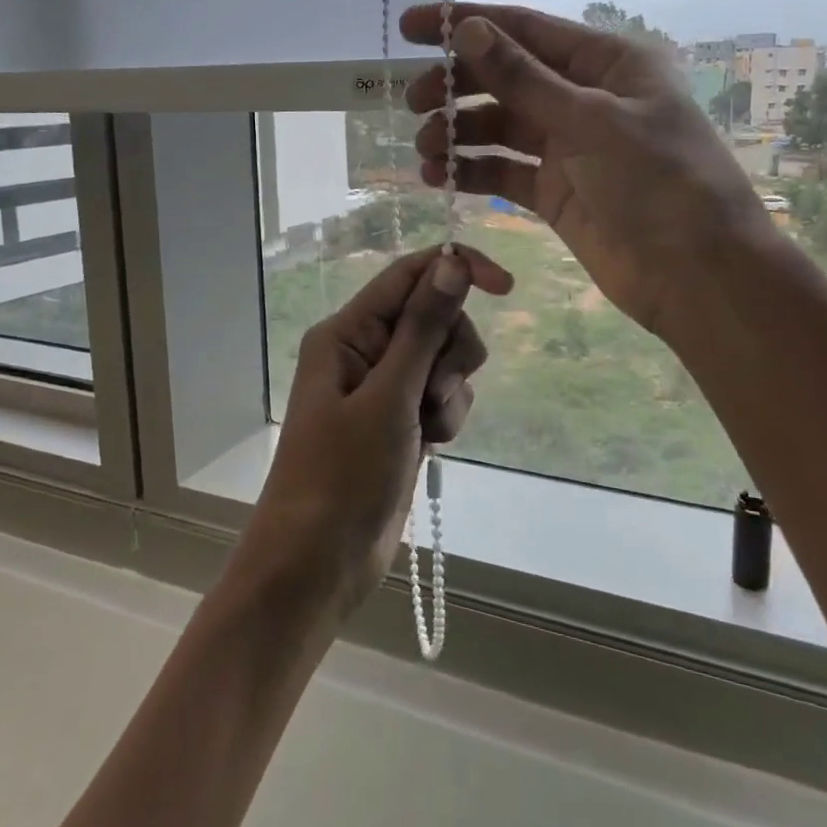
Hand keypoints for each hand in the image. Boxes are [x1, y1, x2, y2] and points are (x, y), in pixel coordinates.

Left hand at [235, 244, 512, 617]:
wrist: (319, 565)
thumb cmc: (342, 478)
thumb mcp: (389, 398)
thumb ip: (422, 328)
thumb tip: (452, 261)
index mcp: (348, 332)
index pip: (410, 274)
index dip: (458, 268)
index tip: (507, 287)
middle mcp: (364, 350)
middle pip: (435, 316)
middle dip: (450, 351)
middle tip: (432, 393)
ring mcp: (384, 387)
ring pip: (444, 358)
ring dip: (450, 390)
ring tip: (428, 428)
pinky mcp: (402, 419)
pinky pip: (442, 394)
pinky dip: (448, 415)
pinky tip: (431, 445)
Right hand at [401, 3, 770, 340]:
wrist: (697, 275)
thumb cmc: (659, 182)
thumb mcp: (591, 121)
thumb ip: (525, 78)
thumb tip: (470, 29)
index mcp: (606, 62)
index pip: (524, 29)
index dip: (466, 24)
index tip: (410, 26)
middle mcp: (585, 97)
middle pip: (506, 77)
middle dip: (457, 85)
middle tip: (414, 102)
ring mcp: (569, 146)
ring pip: (500, 126)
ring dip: (459, 132)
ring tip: (425, 149)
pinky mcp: (555, 191)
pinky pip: (504, 170)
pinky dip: (472, 170)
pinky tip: (441, 176)